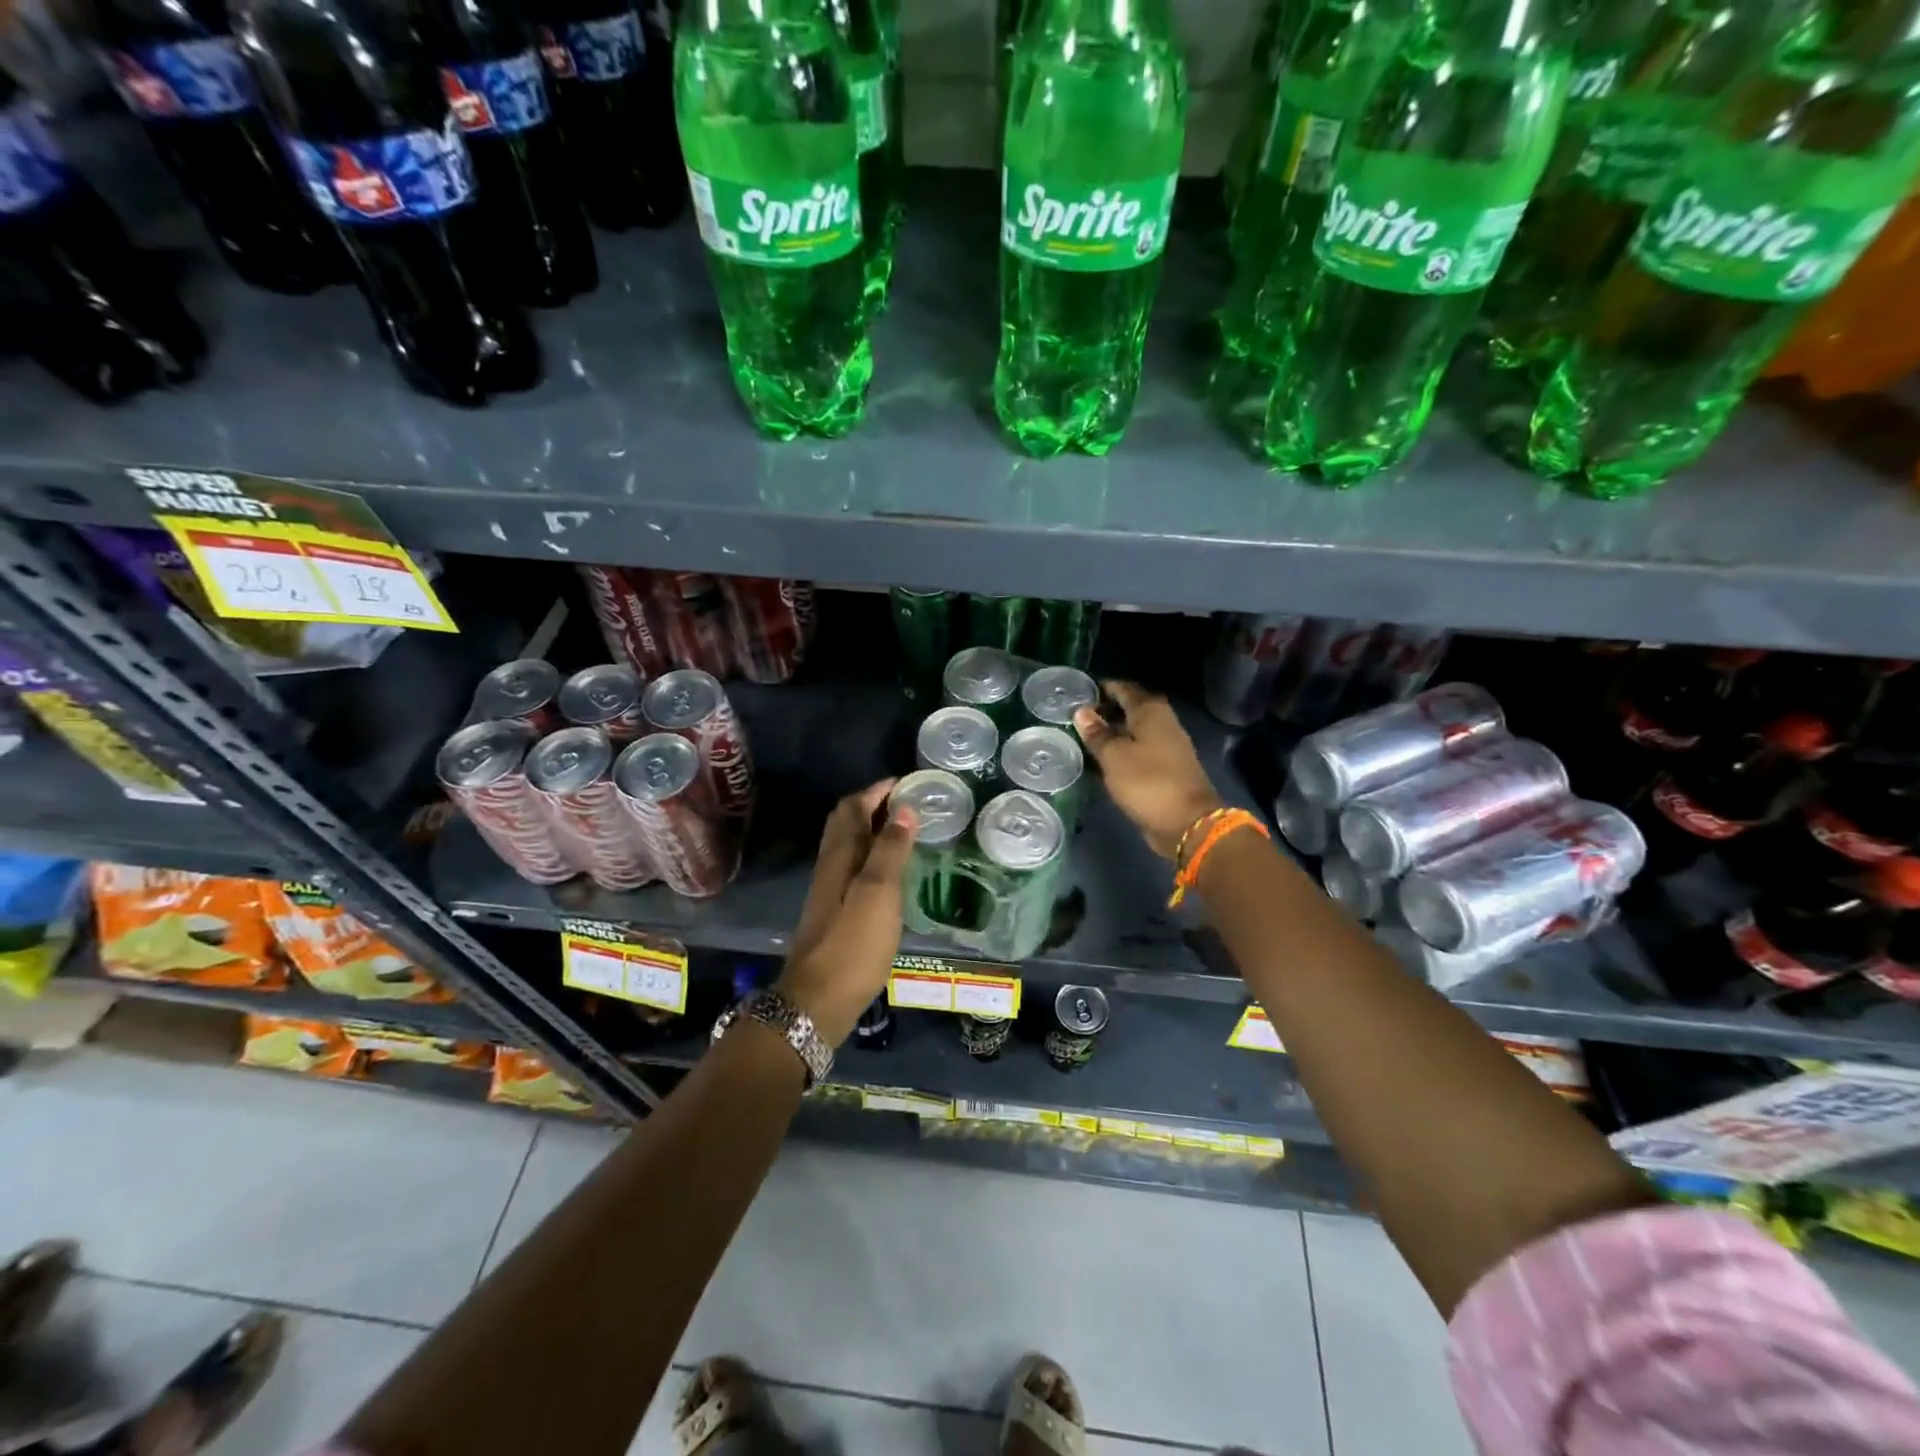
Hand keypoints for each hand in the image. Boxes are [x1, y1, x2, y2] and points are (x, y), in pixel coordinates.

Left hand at [774, 780, 916, 1045]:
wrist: (817, 1002)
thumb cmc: (852, 944)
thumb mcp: (878, 894)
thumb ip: (890, 851)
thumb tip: (903, 808)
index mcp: (839, 856)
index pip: (853, 807)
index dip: (877, 790)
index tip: (907, 782)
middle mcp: (830, 867)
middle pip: (845, 823)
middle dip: (872, 804)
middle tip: (906, 801)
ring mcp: (829, 891)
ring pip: (848, 846)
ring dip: (872, 830)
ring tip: (904, 830)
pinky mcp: (835, 913)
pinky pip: (853, 868)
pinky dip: (872, 856)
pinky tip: (890, 872)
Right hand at [1074, 682, 1222, 859]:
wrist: (1187, 823)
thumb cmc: (1148, 782)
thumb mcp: (1114, 756)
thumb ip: (1097, 733)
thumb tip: (1082, 711)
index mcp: (1151, 712)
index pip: (1123, 689)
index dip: (1101, 689)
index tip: (1078, 694)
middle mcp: (1162, 723)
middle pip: (1129, 709)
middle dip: (1104, 711)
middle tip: (1075, 718)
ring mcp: (1166, 746)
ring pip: (1133, 732)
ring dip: (1111, 734)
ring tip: (1082, 739)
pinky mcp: (1165, 768)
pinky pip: (1137, 752)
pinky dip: (1120, 752)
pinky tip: (1101, 761)